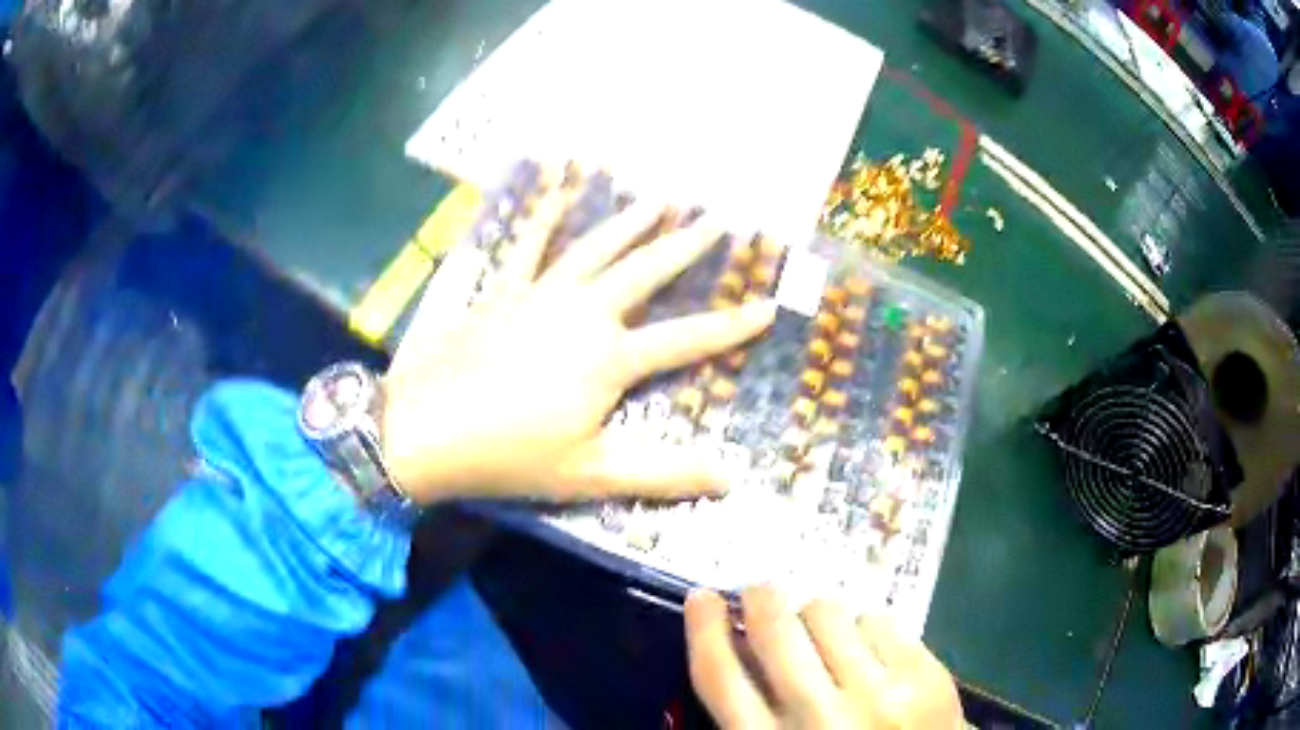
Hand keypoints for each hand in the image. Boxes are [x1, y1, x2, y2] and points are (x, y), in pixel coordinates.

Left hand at [381, 174, 775, 503]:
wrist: (424, 429)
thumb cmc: (509, 456)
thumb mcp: (590, 474)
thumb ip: (661, 475)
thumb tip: (728, 478)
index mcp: (609, 359)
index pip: (687, 340)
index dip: (731, 327)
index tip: (768, 305)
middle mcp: (583, 313)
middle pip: (646, 272)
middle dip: (687, 245)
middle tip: (718, 218)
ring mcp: (541, 294)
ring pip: (597, 248)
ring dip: (632, 222)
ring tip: (661, 198)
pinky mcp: (504, 290)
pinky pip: (530, 244)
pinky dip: (546, 214)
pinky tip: (559, 189)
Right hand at [685, 586, 964, 728]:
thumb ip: (754, 710)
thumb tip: (738, 643)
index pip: (721, 677)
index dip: (704, 629)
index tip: (702, 598)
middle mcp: (820, 719)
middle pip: (775, 630)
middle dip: (760, 597)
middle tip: (760, 591)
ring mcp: (878, 694)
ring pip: (828, 612)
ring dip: (817, 615)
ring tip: (824, 632)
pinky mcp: (924, 676)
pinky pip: (879, 619)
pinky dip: (865, 627)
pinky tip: (868, 650)